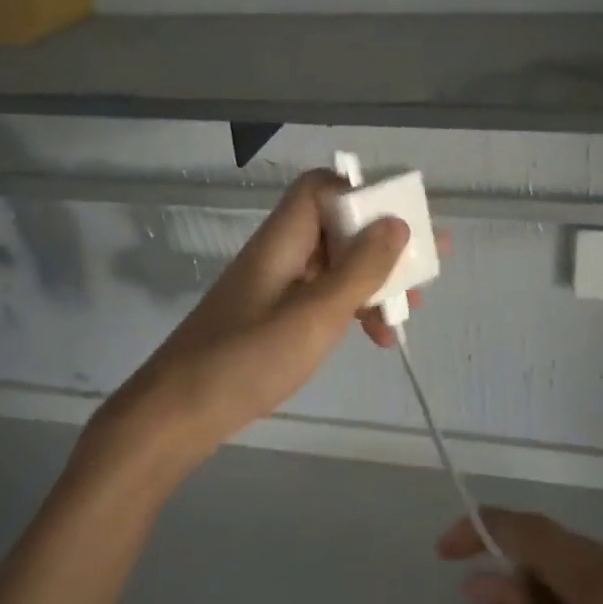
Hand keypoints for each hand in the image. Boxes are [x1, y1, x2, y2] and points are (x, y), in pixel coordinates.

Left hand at [80, 170, 409, 474]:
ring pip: (336, 263)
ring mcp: (277, 285)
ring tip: (410, 310)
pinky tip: (376, 336)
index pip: (321, 187)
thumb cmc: (247, 359)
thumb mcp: (315, 315)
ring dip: (375, 281)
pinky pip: (324, 294)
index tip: (400, 223)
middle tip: (426, 266)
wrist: (176, 416)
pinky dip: (353, 307)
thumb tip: (397, 223)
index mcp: (283, 238)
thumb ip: (359, 269)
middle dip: (384, 243)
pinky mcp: (275, 315)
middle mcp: (281, 252)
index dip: (362, 194)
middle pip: (338, 225)